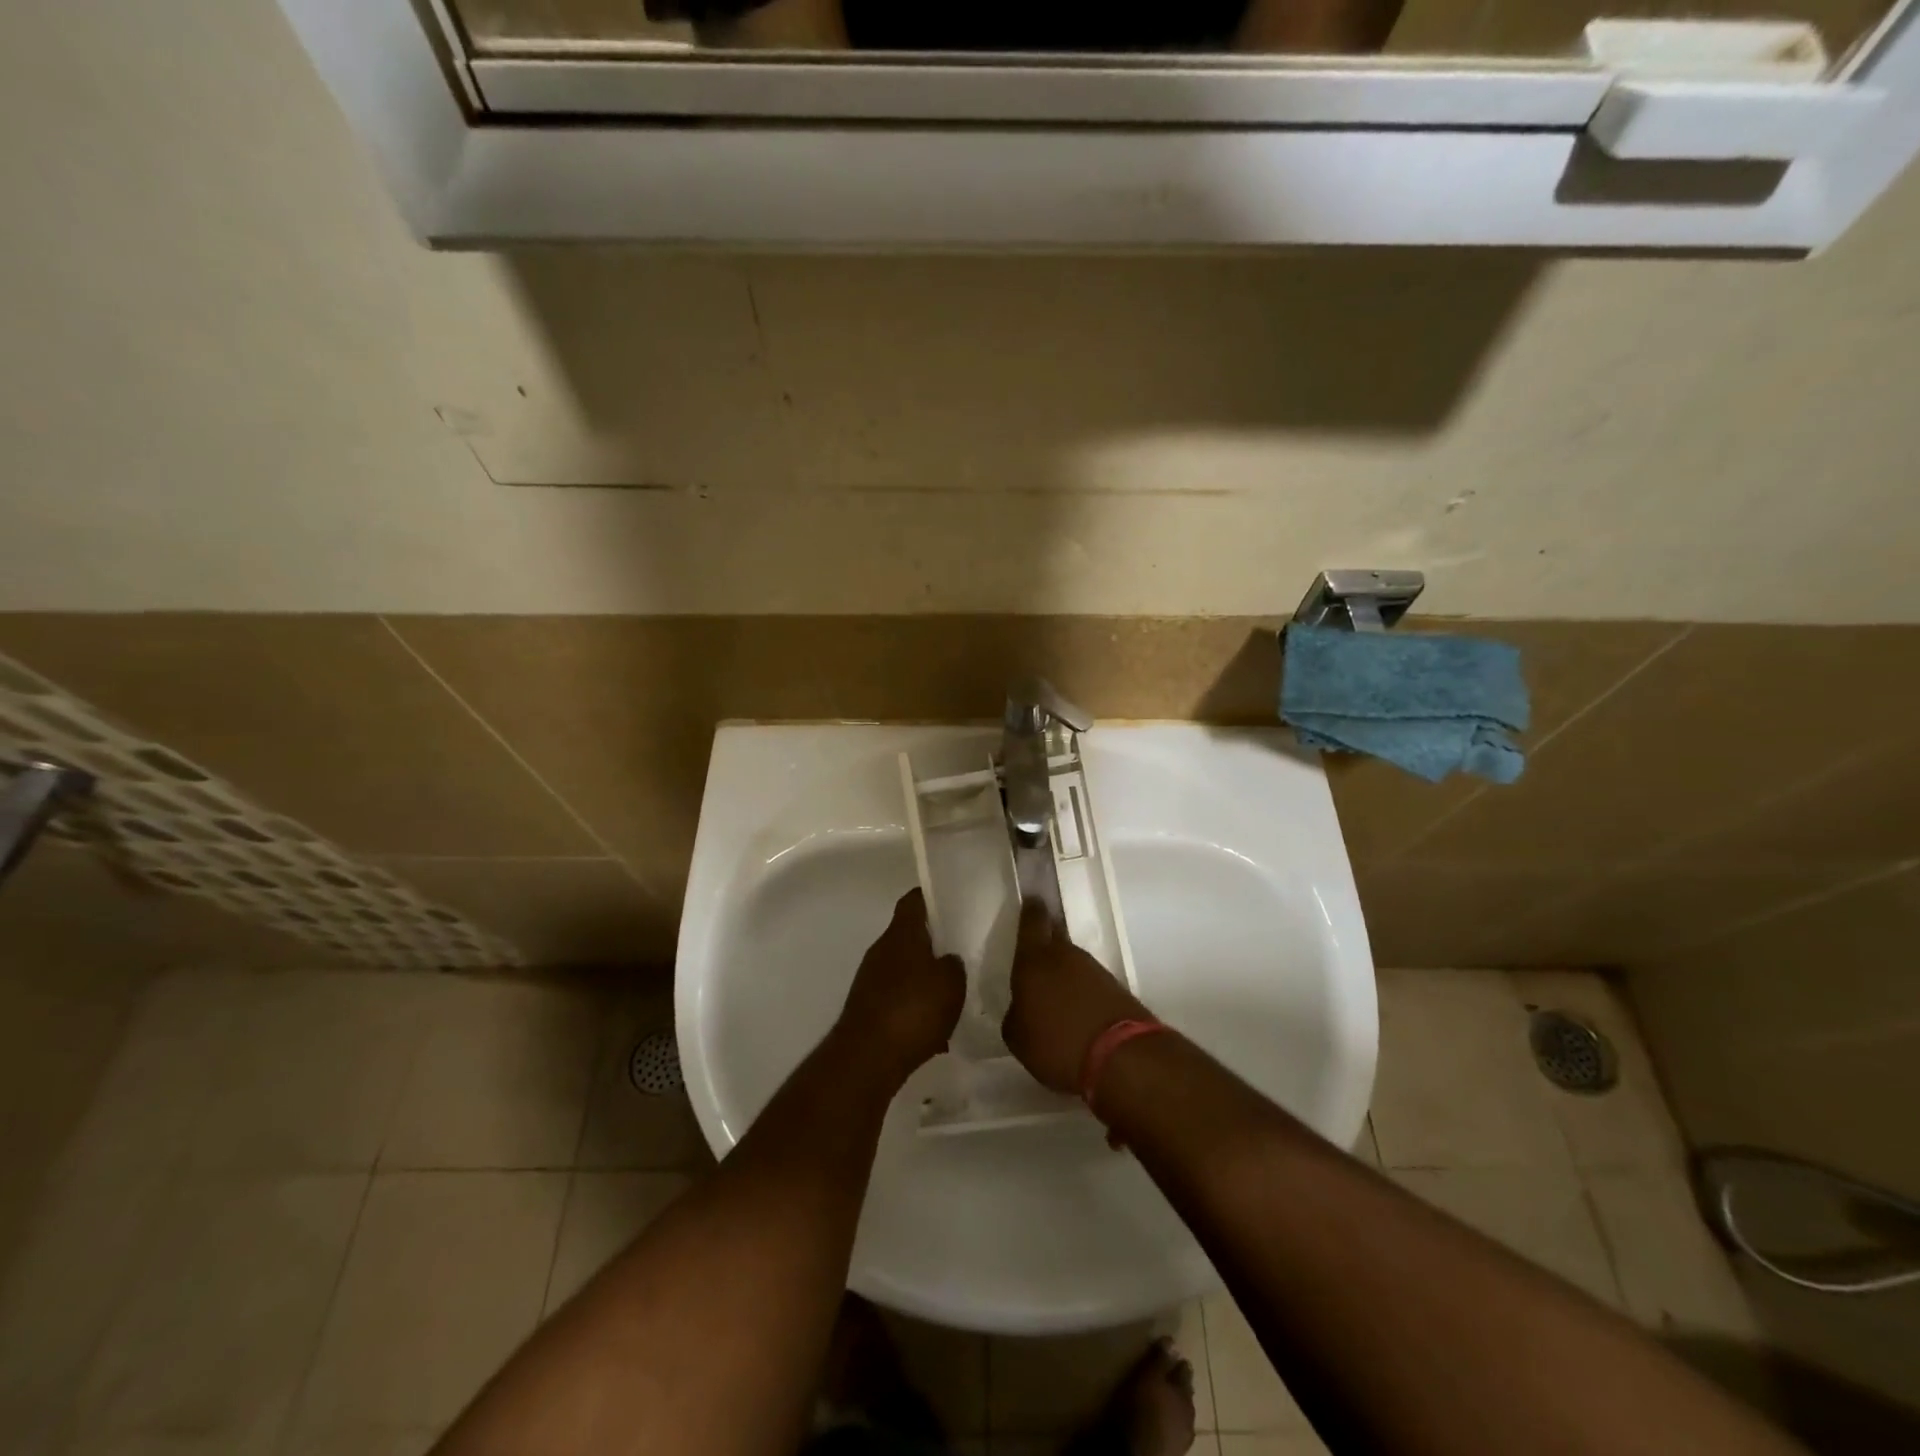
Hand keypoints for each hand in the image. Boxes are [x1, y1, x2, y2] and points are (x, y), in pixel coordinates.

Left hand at [837, 889, 965, 1083]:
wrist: (867, 1058)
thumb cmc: (912, 1009)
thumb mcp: (951, 983)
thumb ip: (954, 965)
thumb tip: (949, 960)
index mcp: (901, 934)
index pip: (913, 900)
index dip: (931, 896)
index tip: (953, 900)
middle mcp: (882, 950)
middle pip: (909, 936)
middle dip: (934, 942)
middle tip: (962, 950)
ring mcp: (871, 980)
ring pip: (905, 969)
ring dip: (925, 978)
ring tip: (953, 993)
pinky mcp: (868, 1009)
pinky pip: (898, 998)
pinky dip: (915, 1007)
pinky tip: (936, 1027)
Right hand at [1002, 902, 1148, 1093]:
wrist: (1121, 1057)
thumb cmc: (1056, 1043)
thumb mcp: (1018, 1037)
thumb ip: (1016, 1014)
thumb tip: (1023, 1007)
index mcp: (1034, 960)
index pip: (1032, 922)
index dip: (1030, 910)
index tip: (1031, 899)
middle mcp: (1065, 956)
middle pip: (1055, 937)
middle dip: (1046, 939)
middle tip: (1037, 949)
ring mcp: (1094, 969)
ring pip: (1072, 961)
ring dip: (1064, 971)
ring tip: (1055, 992)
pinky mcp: (1115, 988)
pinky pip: (1090, 982)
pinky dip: (1081, 991)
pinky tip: (1076, 1010)